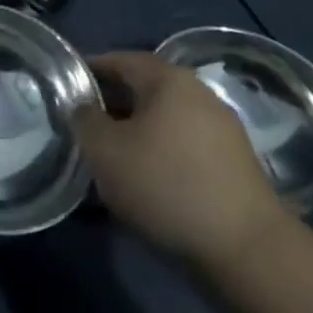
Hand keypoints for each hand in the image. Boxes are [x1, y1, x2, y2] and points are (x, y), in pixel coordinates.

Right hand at [73, 51, 289, 272]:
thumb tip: (83, 108)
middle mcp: (198, 93)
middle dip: (112, 105)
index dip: (89, 71)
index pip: (119, 60)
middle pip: (144, 90)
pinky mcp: (235, 166)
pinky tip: (146, 182)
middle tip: (84, 126)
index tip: (66, 88)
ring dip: (136, 133)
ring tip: (111, 159)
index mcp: (168, 79)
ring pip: (164, 121)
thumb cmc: (166, 186)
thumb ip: (84, 121)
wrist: (247, 252)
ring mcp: (222, 130)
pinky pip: (184, 147)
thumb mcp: (105, 152)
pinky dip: (161, 155)